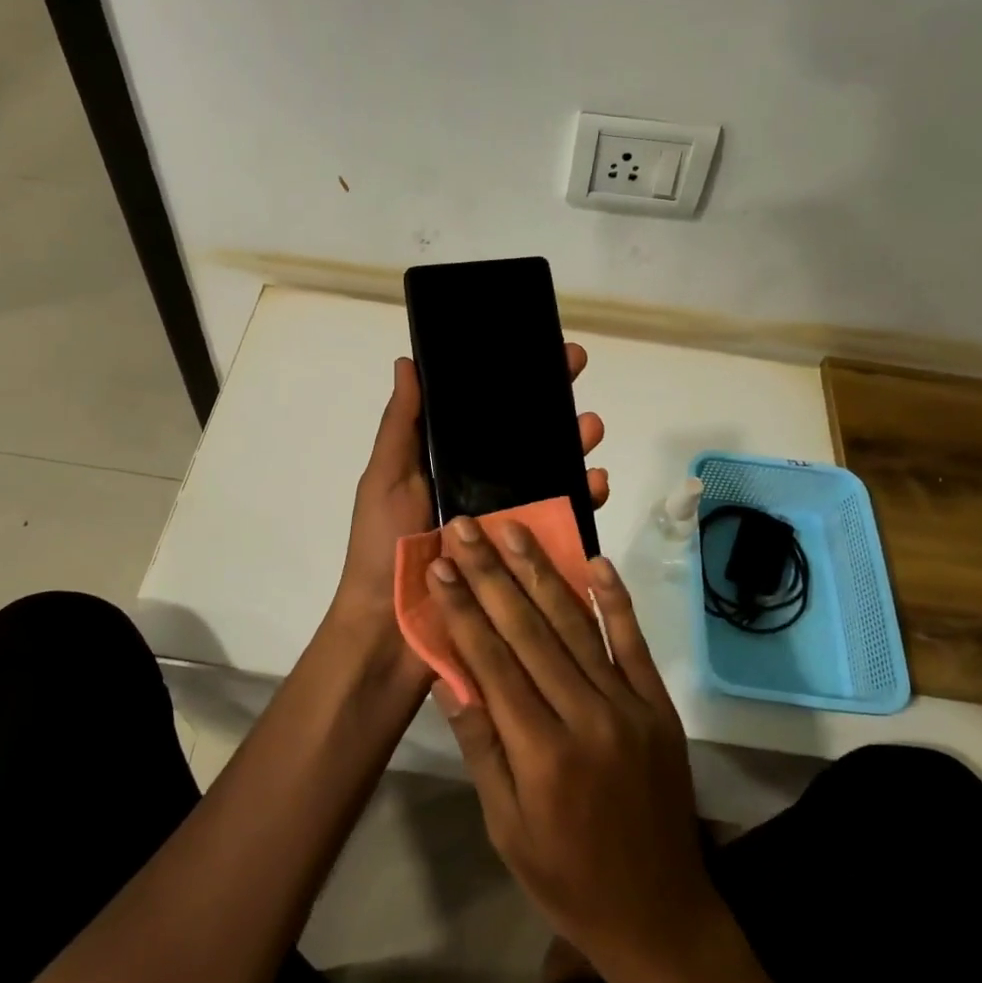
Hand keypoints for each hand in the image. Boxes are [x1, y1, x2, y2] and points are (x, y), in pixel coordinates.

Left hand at [324, 349, 608, 656]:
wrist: (390, 631)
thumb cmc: (384, 546)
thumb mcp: (386, 478)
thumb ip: (401, 425)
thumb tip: (407, 362)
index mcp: (447, 466)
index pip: (486, 415)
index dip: (512, 383)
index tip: (539, 352)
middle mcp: (481, 489)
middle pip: (526, 442)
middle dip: (553, 408)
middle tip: (576, 378)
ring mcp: (506, 522)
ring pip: (551, 476)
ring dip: (574, 448)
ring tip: (590, 428)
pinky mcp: (524, 556)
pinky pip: (562, 523)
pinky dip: (583, 501)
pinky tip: (597, 484)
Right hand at [426, 521, 719, 972]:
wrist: (660, 913)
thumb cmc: (567, 878)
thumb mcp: (506, 827)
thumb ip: (481, 746)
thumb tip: (448, 677)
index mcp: (541, 753)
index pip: (493, 662)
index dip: (464, 608)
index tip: (441, 565)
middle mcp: (586, 716)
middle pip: (530, 630)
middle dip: (492, 573)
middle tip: (468, 527)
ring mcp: (629, 705)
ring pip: (577, 625)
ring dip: (542, 572)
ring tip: (515, 529)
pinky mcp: (658, 705)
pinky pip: (633, 643)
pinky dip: (614, 601)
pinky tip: (596, 563)